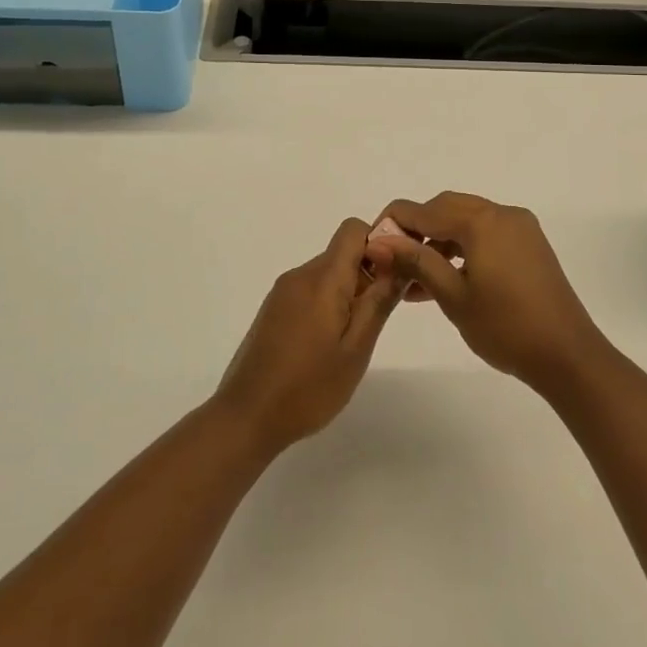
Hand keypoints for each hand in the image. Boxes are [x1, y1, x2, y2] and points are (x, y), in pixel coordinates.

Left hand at [213, 218, 403, 454]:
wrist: (246, 416)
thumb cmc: (308, 387)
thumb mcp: (356, 348)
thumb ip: (379, 302)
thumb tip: (400, 262)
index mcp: (321, 279)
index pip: (353, 230)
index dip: (379, 244)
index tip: (393, 278)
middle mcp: (300, 275)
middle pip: (342, 253)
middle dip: (368, 274)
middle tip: (380, 318)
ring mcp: (283, 292)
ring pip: (327, 273)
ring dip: (348, 293)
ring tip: (354, 338)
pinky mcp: (274, 309)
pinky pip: (310, 290)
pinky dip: (328, 304)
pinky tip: (329, 345)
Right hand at [365, 193, 607, 392]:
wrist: (568, 355)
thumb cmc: (505, 327)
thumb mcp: (453, 296)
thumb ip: (416, 261)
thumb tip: (380, 241)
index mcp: (481, 221)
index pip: (424, 210)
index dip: (393, 223)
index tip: (372, 245)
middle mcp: (501, 213)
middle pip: (445, 208)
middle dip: (416, 230)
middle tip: (393, 259)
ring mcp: (519, 227)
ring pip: (466, 221)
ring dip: (438, 241)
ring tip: (413, 278)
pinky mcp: (529, 244)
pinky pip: (486, 234)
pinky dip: (462, 248)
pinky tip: (444, 277)